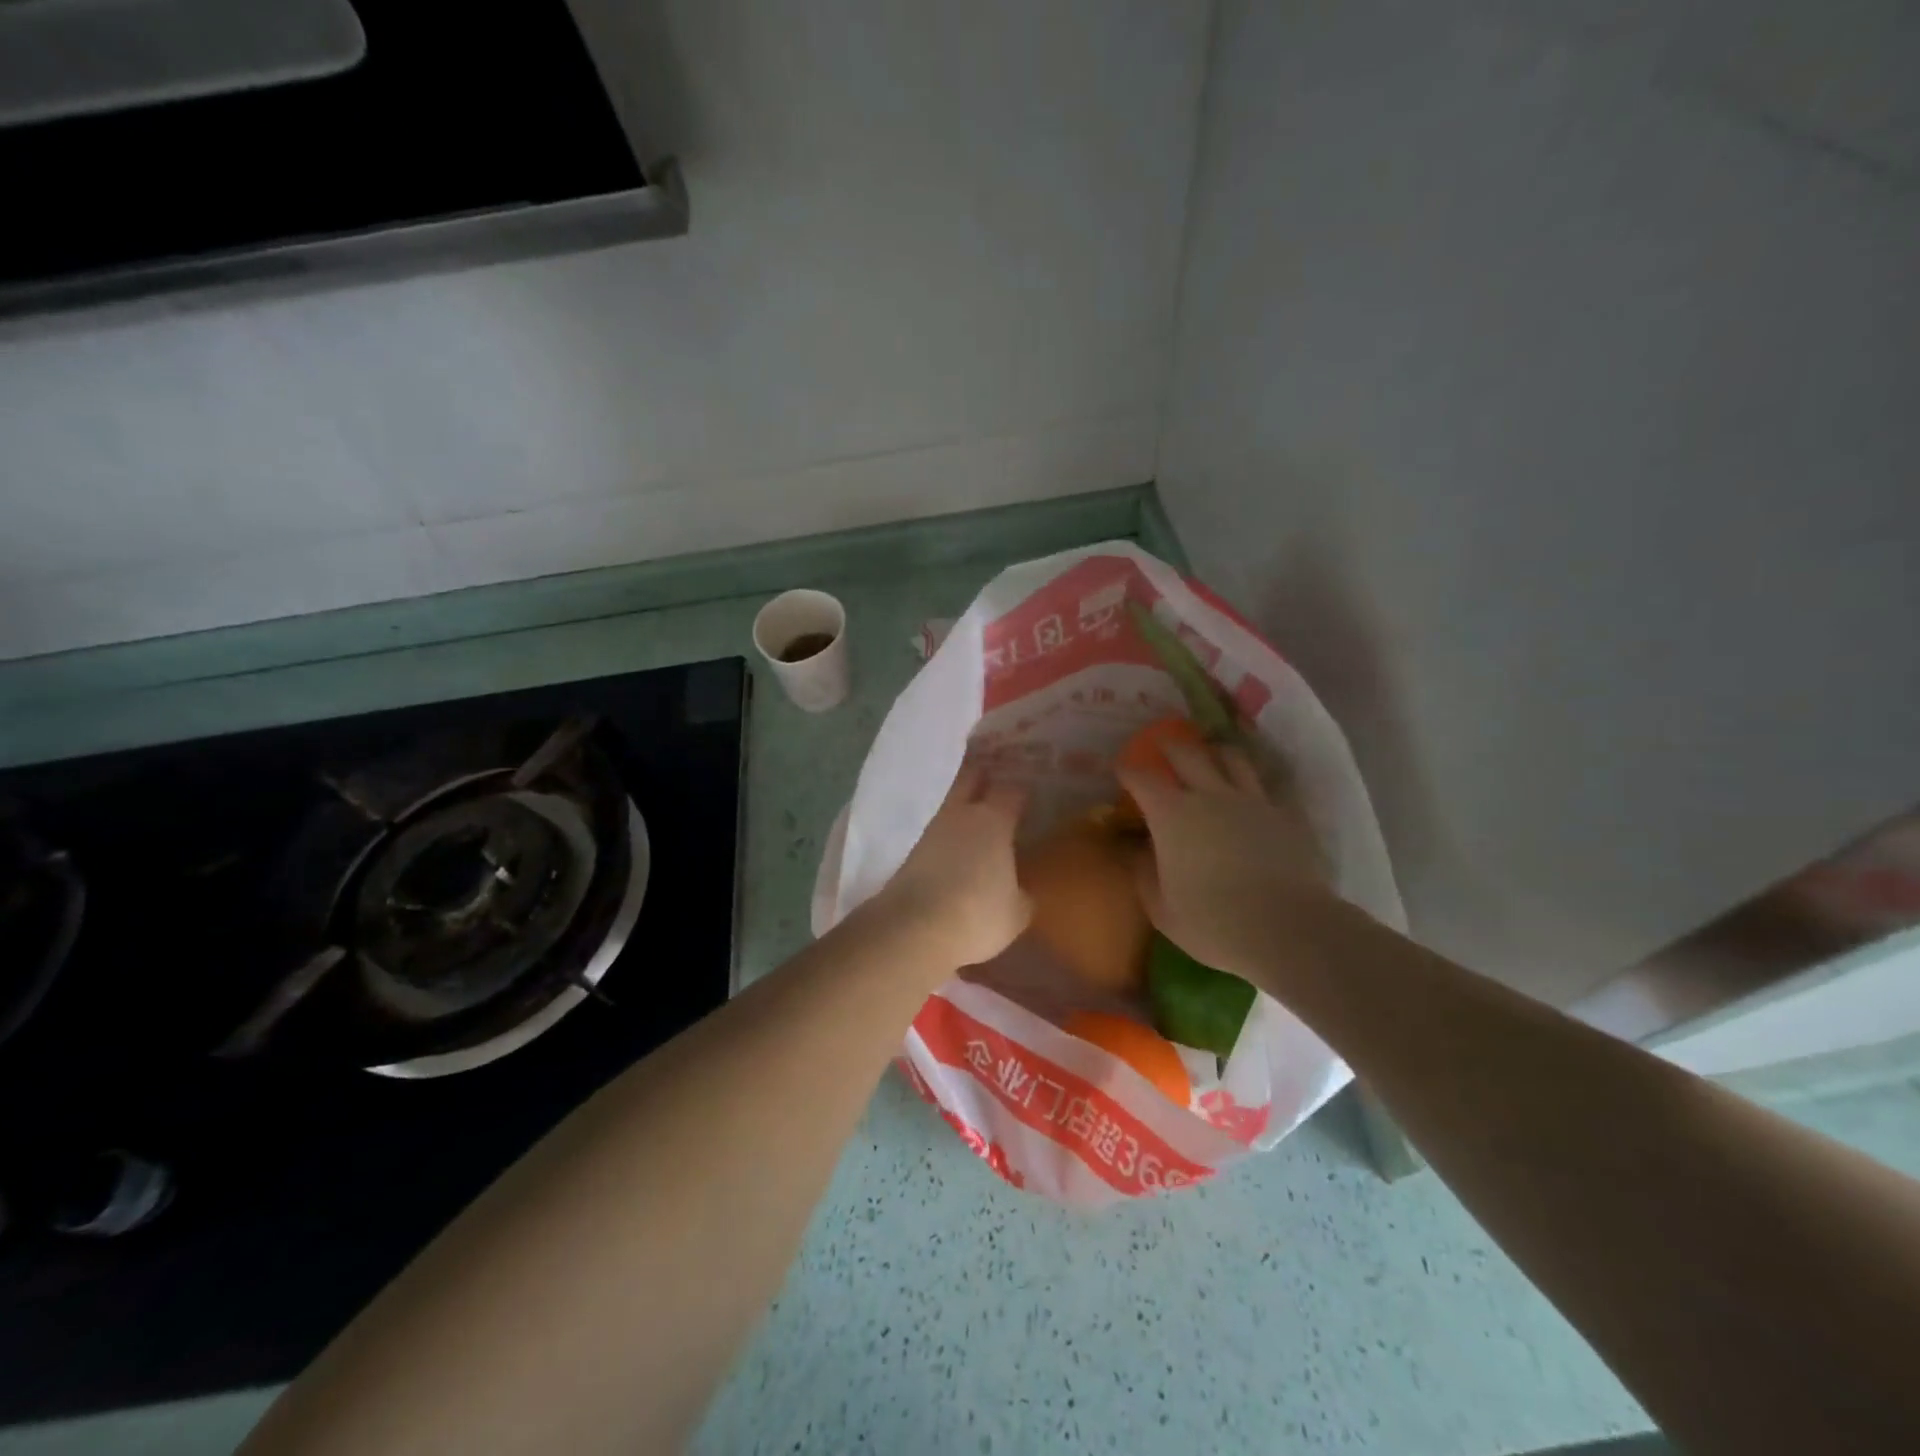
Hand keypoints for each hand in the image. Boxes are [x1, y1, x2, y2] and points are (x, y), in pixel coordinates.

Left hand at [869, 764, 1030, 970]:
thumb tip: (1019, 891)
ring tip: (978, 819)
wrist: (913, 929)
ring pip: (951, 805)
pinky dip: (948, 836)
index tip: (1030, 793)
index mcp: (994, 821)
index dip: (1021, 790)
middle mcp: (961, 815)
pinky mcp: (910, 852)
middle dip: (984, 776)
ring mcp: (931, 831)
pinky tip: (956, 850)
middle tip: (998, 780)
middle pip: (971, 778)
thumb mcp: (1015, 913)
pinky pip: (937, 833)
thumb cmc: (977, 915)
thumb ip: (1021, 895)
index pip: (1012, 791)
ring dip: (963, 807)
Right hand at [1118, 739, 1329, 985]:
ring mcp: (1252, 801)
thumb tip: (1136, 851)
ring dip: (1215, 752)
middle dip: (1169, 745)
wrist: (1288, 929)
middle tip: (1162, 743)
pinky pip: (1267, 786)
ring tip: (1211, 754)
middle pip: (1186, 753)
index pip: (1141, 778)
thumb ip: (1143, 873)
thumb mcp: (1161, 908)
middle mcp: (1210, 795)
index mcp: (1171, 815)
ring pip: (1232, 758)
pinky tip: (1252, 792)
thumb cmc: (1213, 922)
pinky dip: (1254, 783)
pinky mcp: (1286, 814)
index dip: (1126, 769)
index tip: (1119, 769)